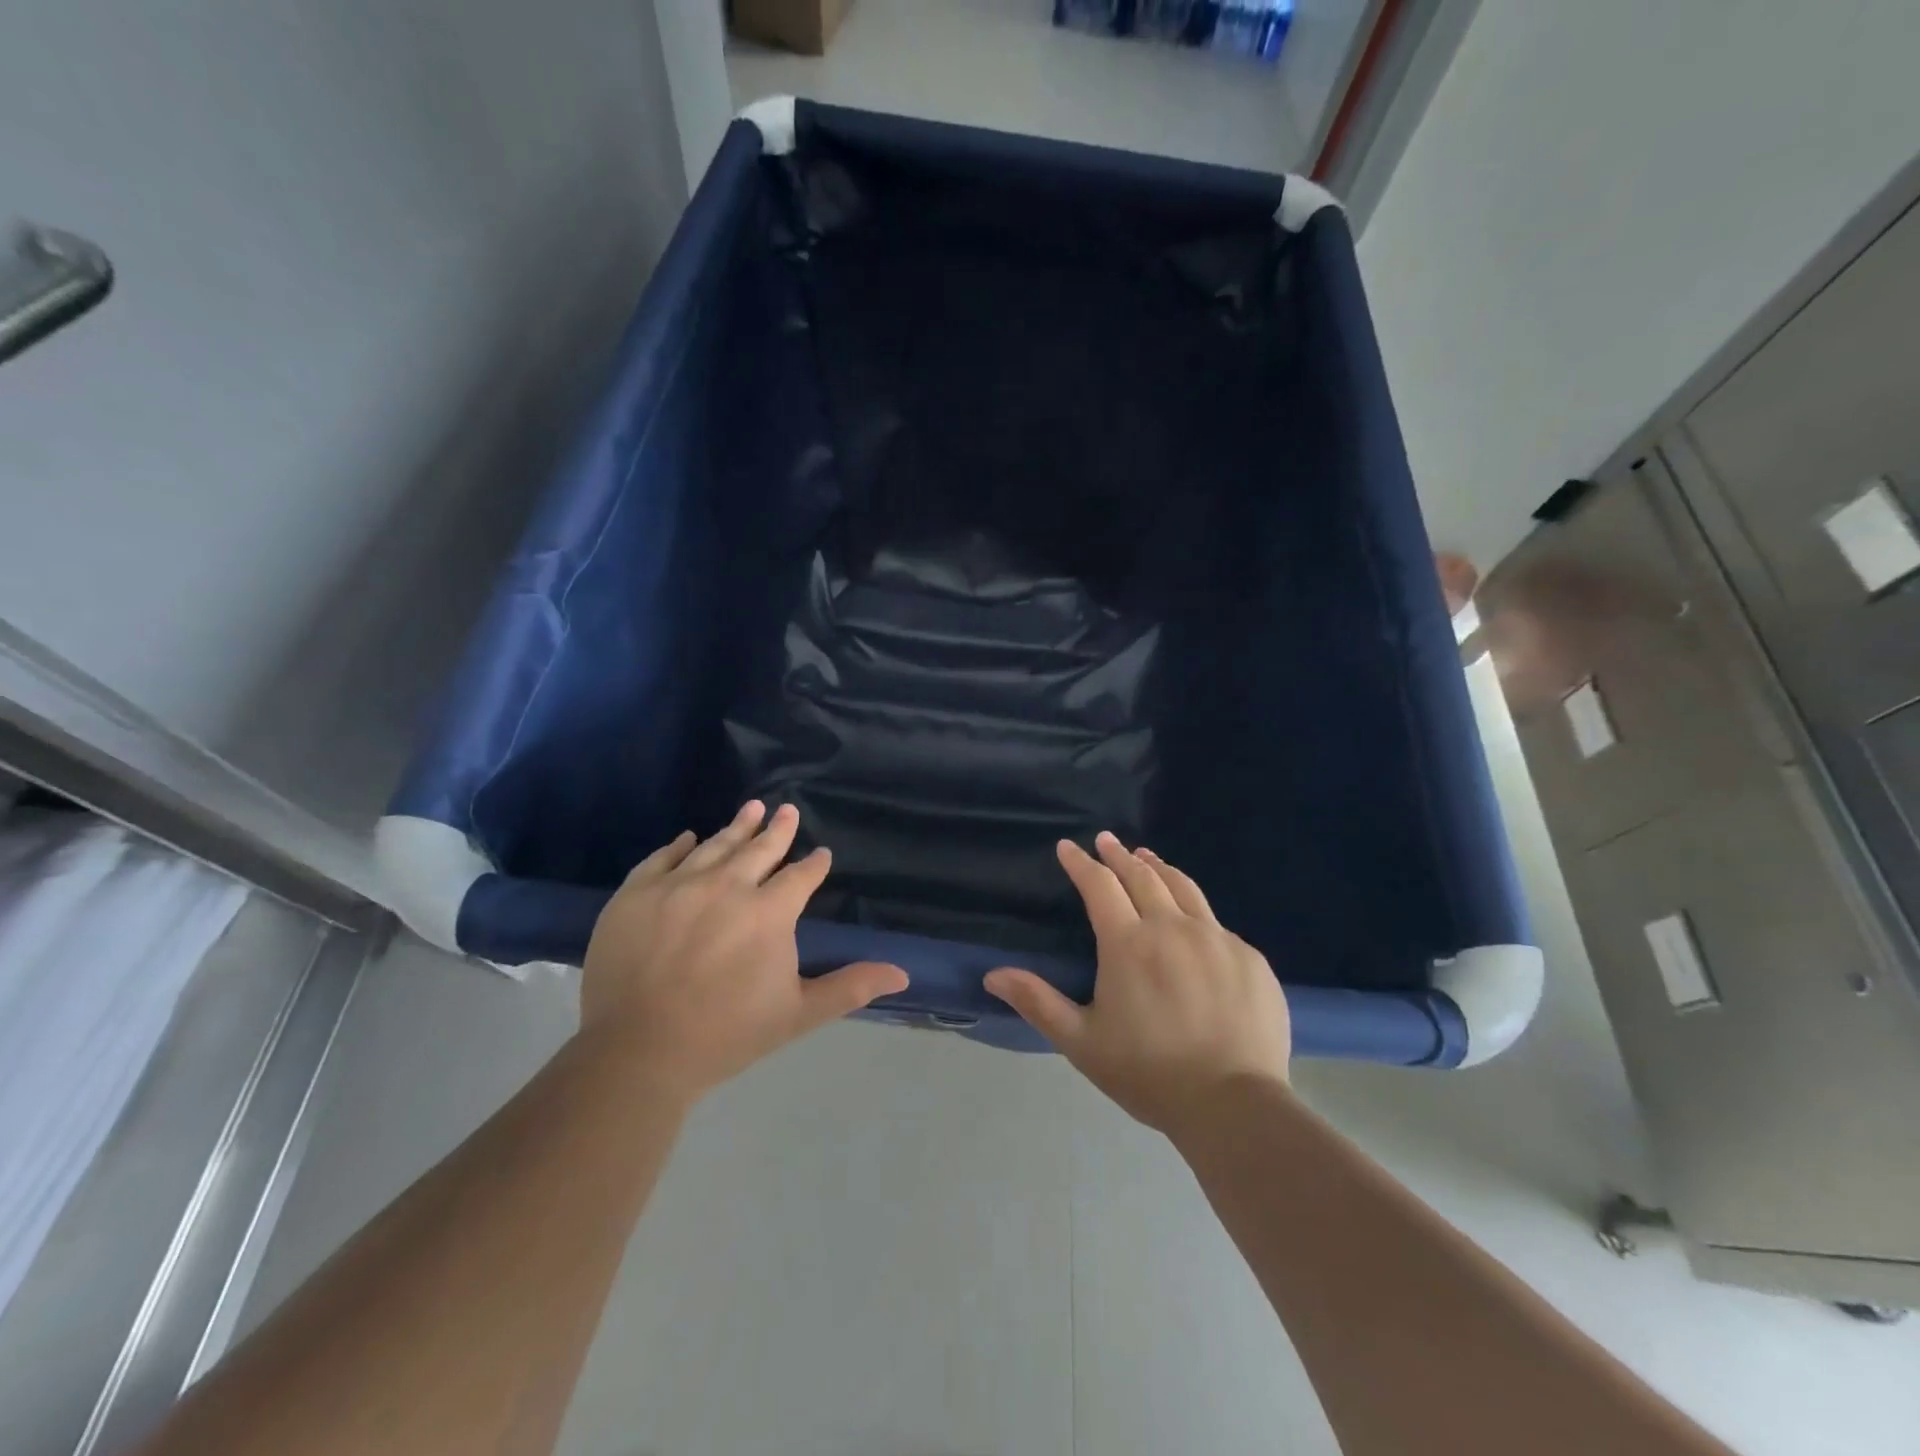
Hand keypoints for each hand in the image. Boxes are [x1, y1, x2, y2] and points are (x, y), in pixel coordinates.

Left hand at [582, 801, 908, 1101]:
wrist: (638, 1053)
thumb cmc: (727, 1034)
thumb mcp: (798, 1014)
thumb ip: (850, 987)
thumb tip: (903, 972)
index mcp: (769, 912)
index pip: (800, 877)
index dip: (814, 865)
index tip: (821, 855)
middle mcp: (726, 887)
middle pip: (759, 849)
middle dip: (778, 829)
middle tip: (788, 809)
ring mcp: (677, 886)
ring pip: (714, 846)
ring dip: (737, 827)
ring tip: (752, 808)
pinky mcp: (635, 895)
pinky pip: (662, 858)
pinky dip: (678, 845)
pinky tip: (688, 837)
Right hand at [984, 832, 1290, 1135]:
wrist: (1234, 1106)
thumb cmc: (1149, 1073)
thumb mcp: (1082, 1042)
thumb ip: (1038, 1002)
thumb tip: (992, 976)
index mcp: (1128, 943)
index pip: (1099, 885)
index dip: (1081, 863)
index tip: (1068, 847)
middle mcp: (1172, 928)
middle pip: (1142, 876)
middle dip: (1119, 855)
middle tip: (1106, 840)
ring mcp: (1216, 939)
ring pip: (1183, 887)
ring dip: (1159, 867)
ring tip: (1147, 857)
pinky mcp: (1249, 957)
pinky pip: (1216, 922)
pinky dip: (1194, 909)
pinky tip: (1192, 919)